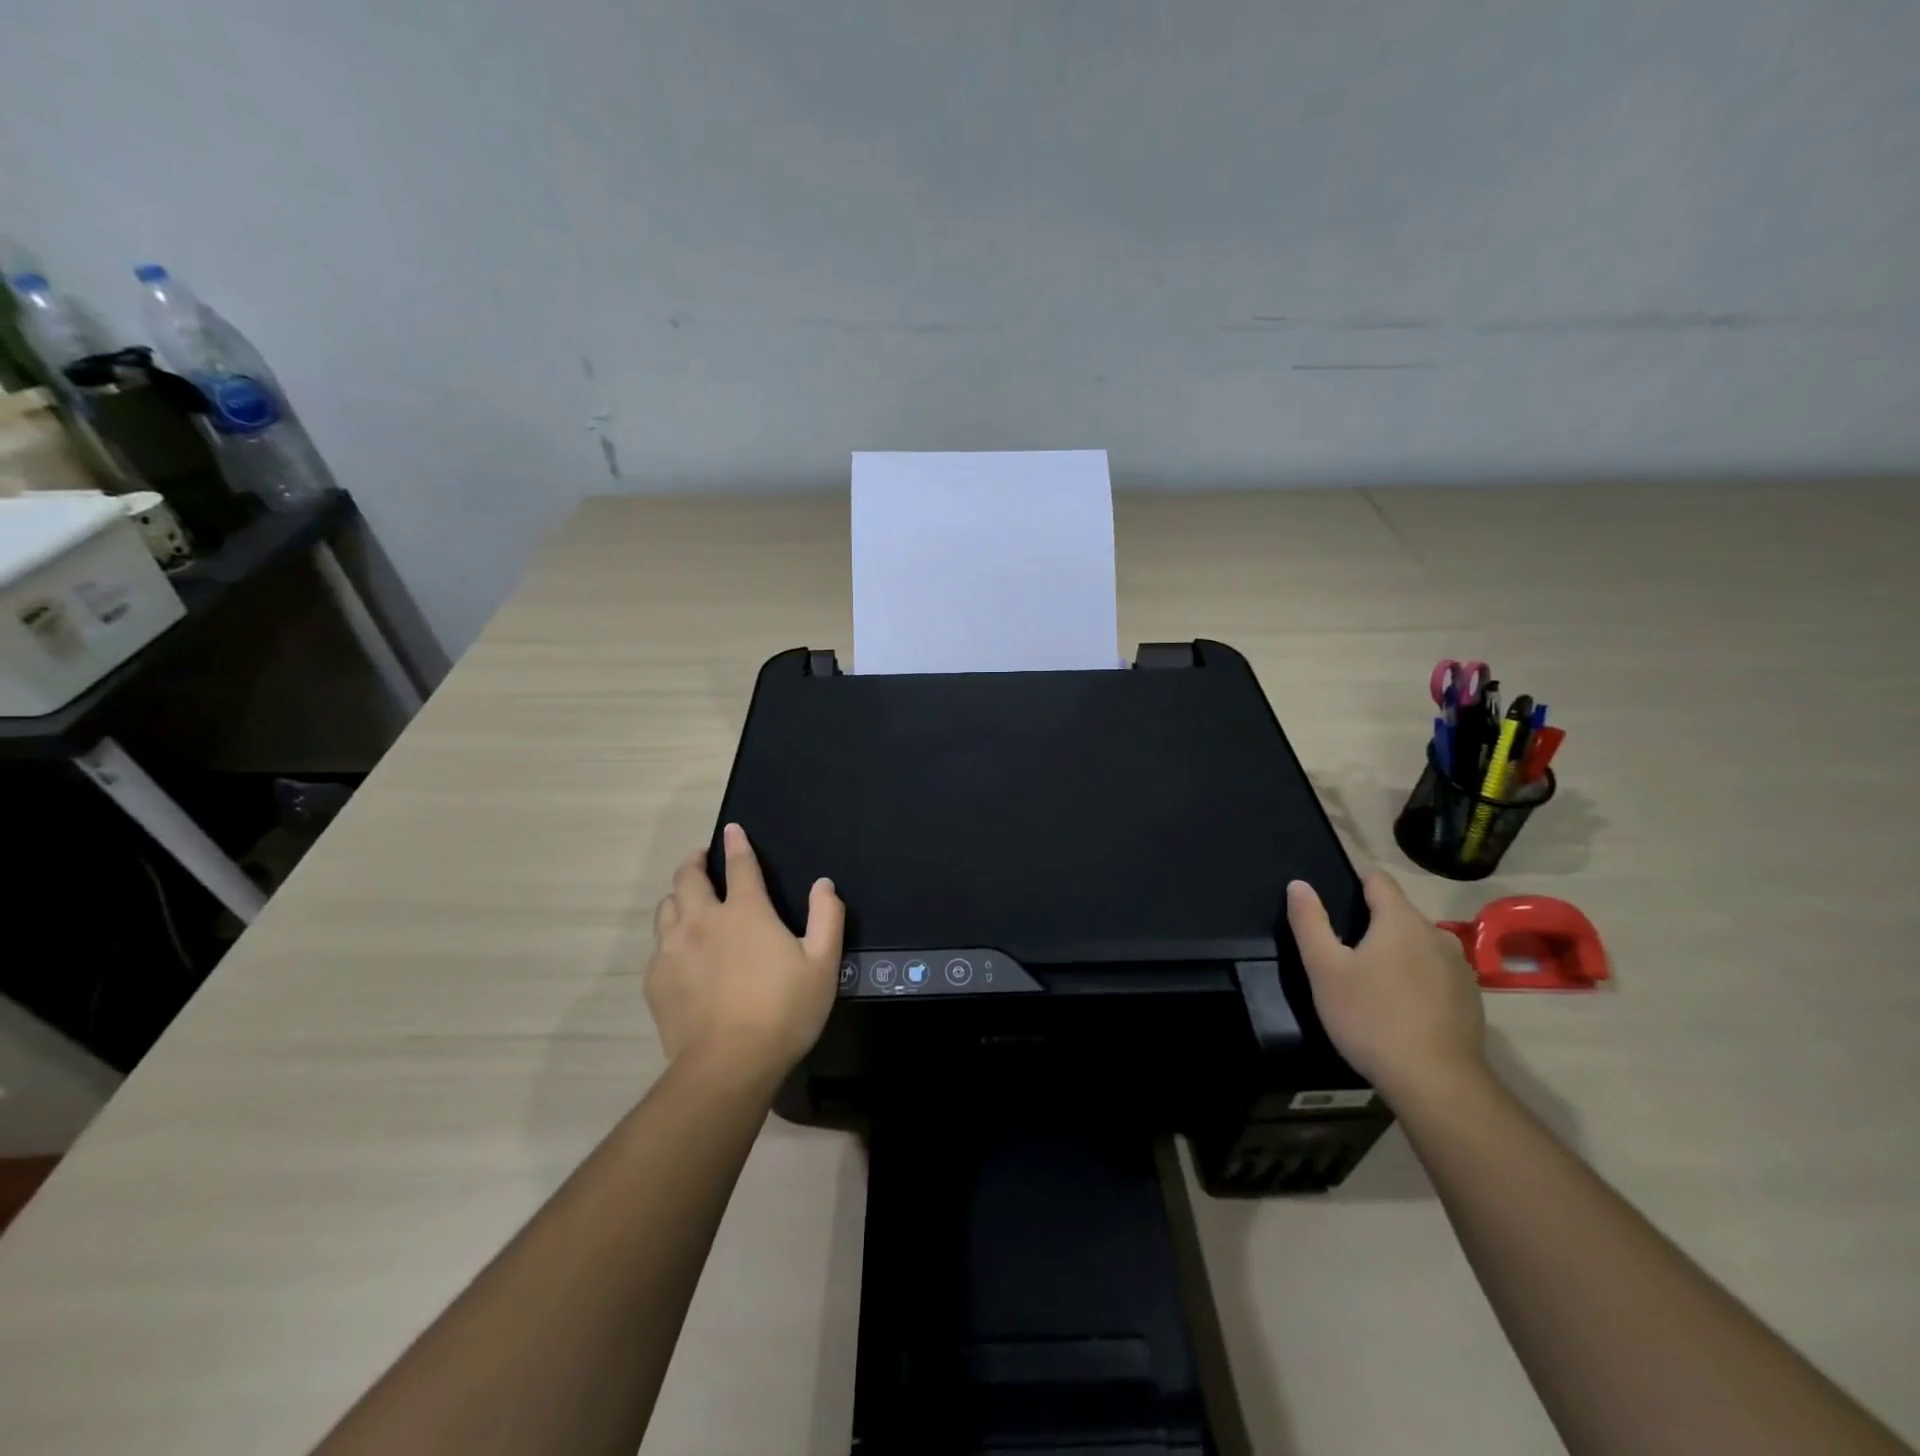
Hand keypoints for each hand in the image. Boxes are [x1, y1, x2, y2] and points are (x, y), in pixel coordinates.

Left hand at [646, 823, 844, 1082]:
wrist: (728, 1066)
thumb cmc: (783, 1011)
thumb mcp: (823, 964)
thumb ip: (827, 917)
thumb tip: (823, 884)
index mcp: (745, 912)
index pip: (739, 865)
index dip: (737, 844)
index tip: (732, 829)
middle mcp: (703, 920)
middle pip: (687, 877)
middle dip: (694, 861)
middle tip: (701, 859)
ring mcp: (673, 949)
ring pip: (666, 907)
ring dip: (678, 895)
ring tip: (687, 899)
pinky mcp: (656, 979)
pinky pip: (657, 944)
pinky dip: (669, 936)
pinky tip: (680, 951)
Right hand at [1286, 869, 1486, 1106]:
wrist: (1437, 1083)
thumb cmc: (1370, 1016)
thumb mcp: (1324, 969)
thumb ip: (1310, 922)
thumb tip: (1299, 884)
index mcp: (1400, 920)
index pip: (1379, 880)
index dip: (1356, 881)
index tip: (1336, 896)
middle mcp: (1436, 934)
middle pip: (1400, 913)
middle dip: (1374, 922)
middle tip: (1344, 949)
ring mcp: (1459, 968)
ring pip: (1420, 944)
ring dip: (1397, 951)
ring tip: (1371, 978)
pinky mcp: (1470, 999)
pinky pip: (1436, 973)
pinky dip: (1417, 977)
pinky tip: (1401, 1006)